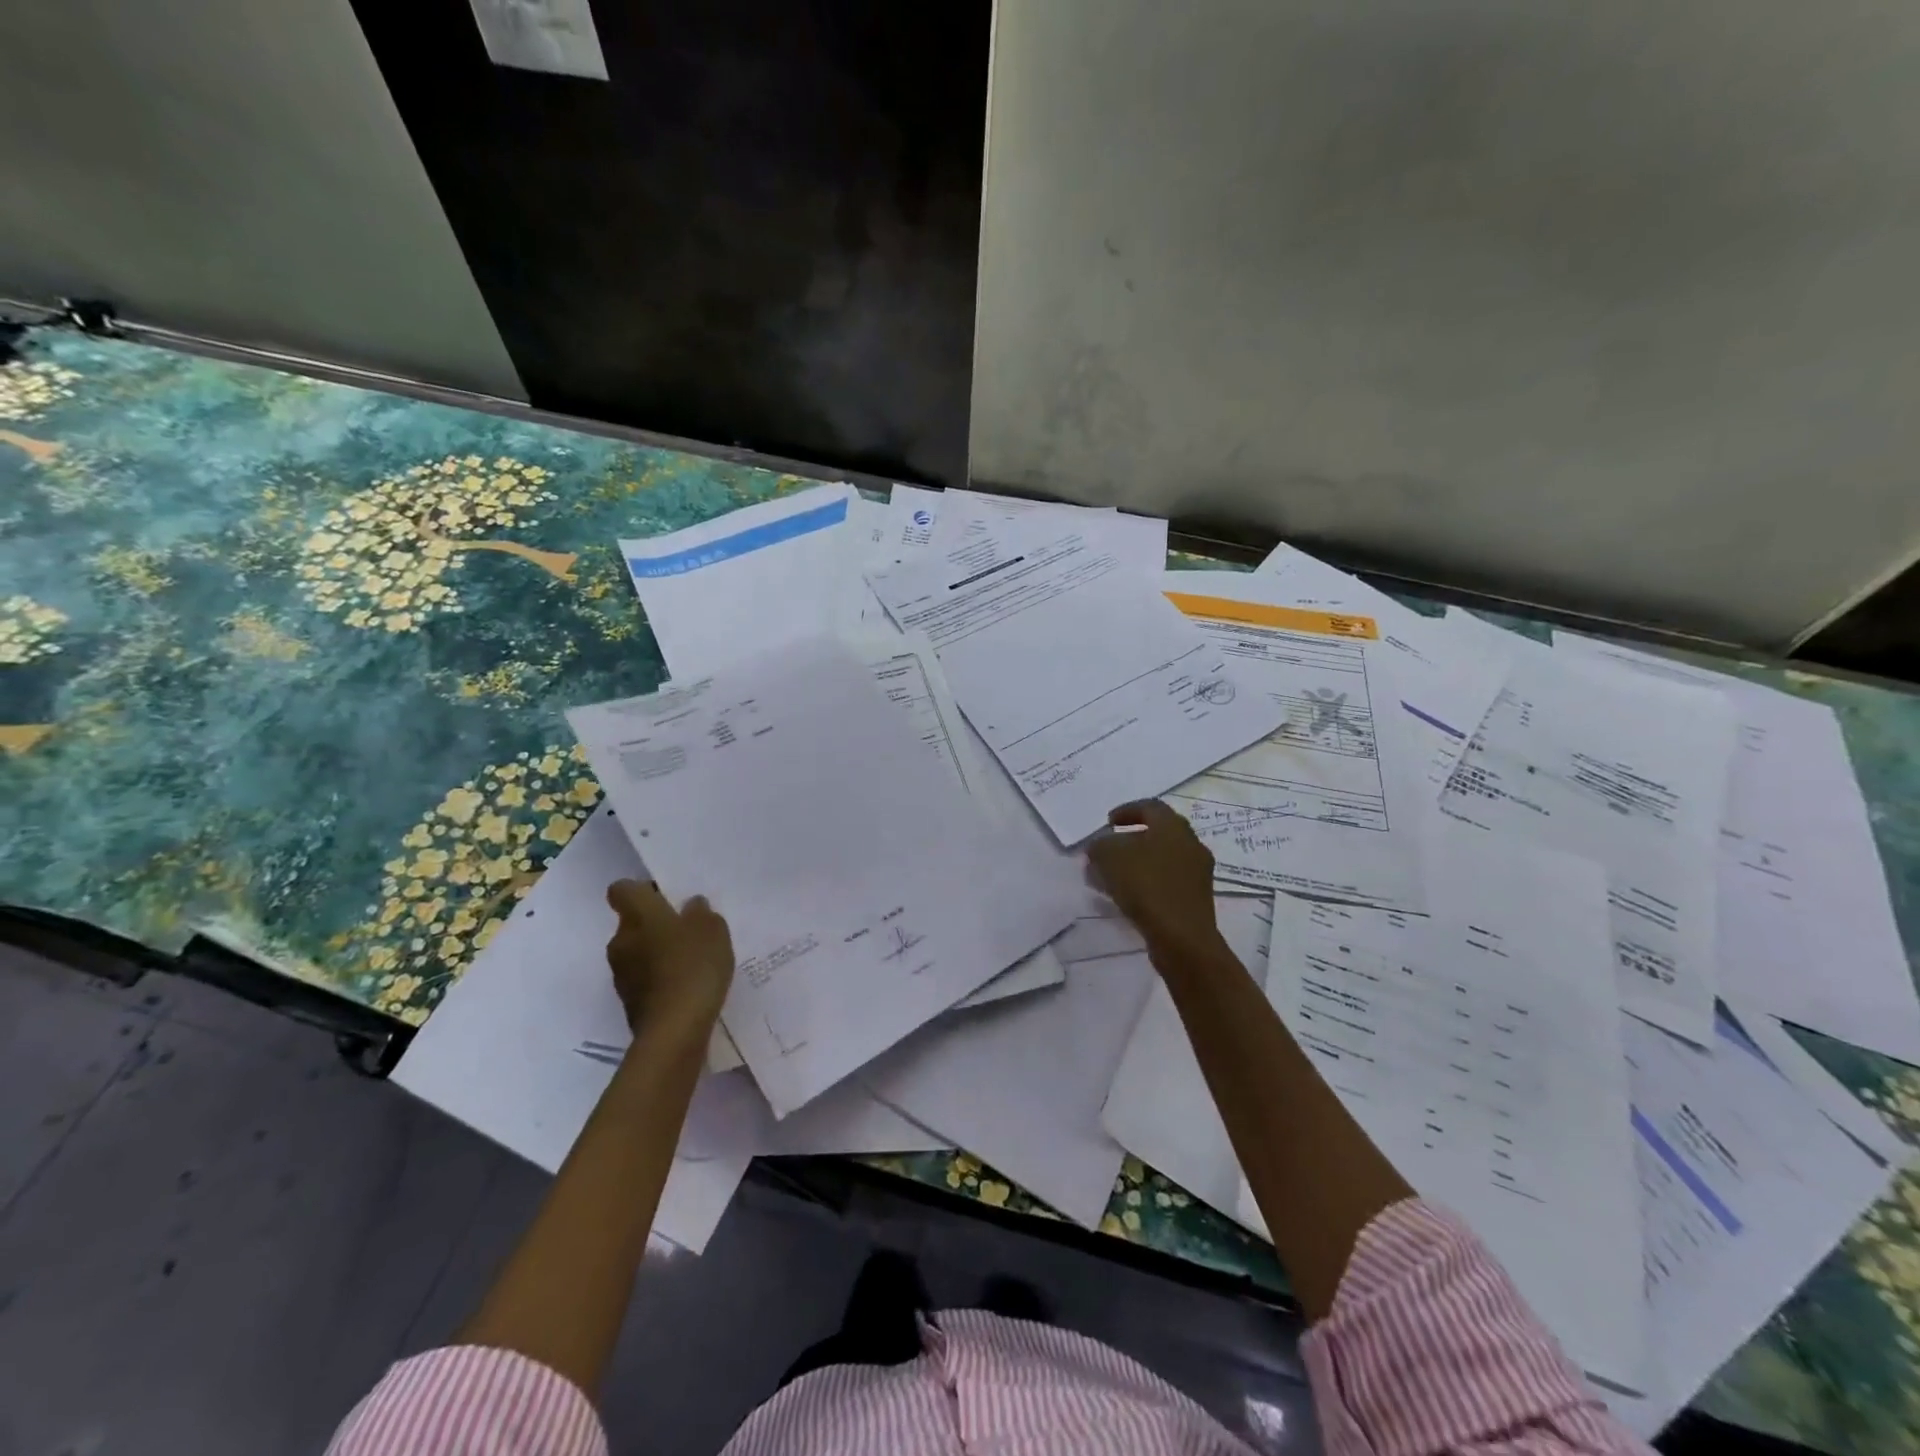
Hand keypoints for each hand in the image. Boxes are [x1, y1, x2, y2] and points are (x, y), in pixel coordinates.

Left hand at [604, 880, 734, 1035]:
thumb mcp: (713, 929)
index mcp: (638, 915)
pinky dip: (659, 978)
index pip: (622, 890)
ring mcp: (621, 973)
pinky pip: (643, 978)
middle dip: (655, 924)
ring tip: (690, 961)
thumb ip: (701, 913)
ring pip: (637, 951)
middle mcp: (621, 940)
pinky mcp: (628, 1002)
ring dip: (657, 952)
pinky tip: (686, 985)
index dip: (641, 890)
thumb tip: (690, 906)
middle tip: (688, 930)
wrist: (675, 1029)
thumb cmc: (694, 966)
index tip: (665, 897)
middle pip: (633, 922)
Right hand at [1085, 800, 1219, 953]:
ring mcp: (1198, 873)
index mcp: (1174, 826)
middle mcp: (1191, 844)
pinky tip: (1129, 897)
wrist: (1182, 937)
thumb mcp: (1109, 857)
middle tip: (1110, 848)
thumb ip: (1100, 845)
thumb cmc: (1146, 886)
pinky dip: (1148, 883)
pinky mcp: (1197, 899)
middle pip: (1159, 833)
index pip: (1151, 807)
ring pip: (1163, 859)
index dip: (1127, 810)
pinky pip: (1168, 882)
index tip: (1108, 822)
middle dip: (1132, 839)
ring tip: (1113, 876)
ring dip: (1138, 863)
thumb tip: (1100, 846)